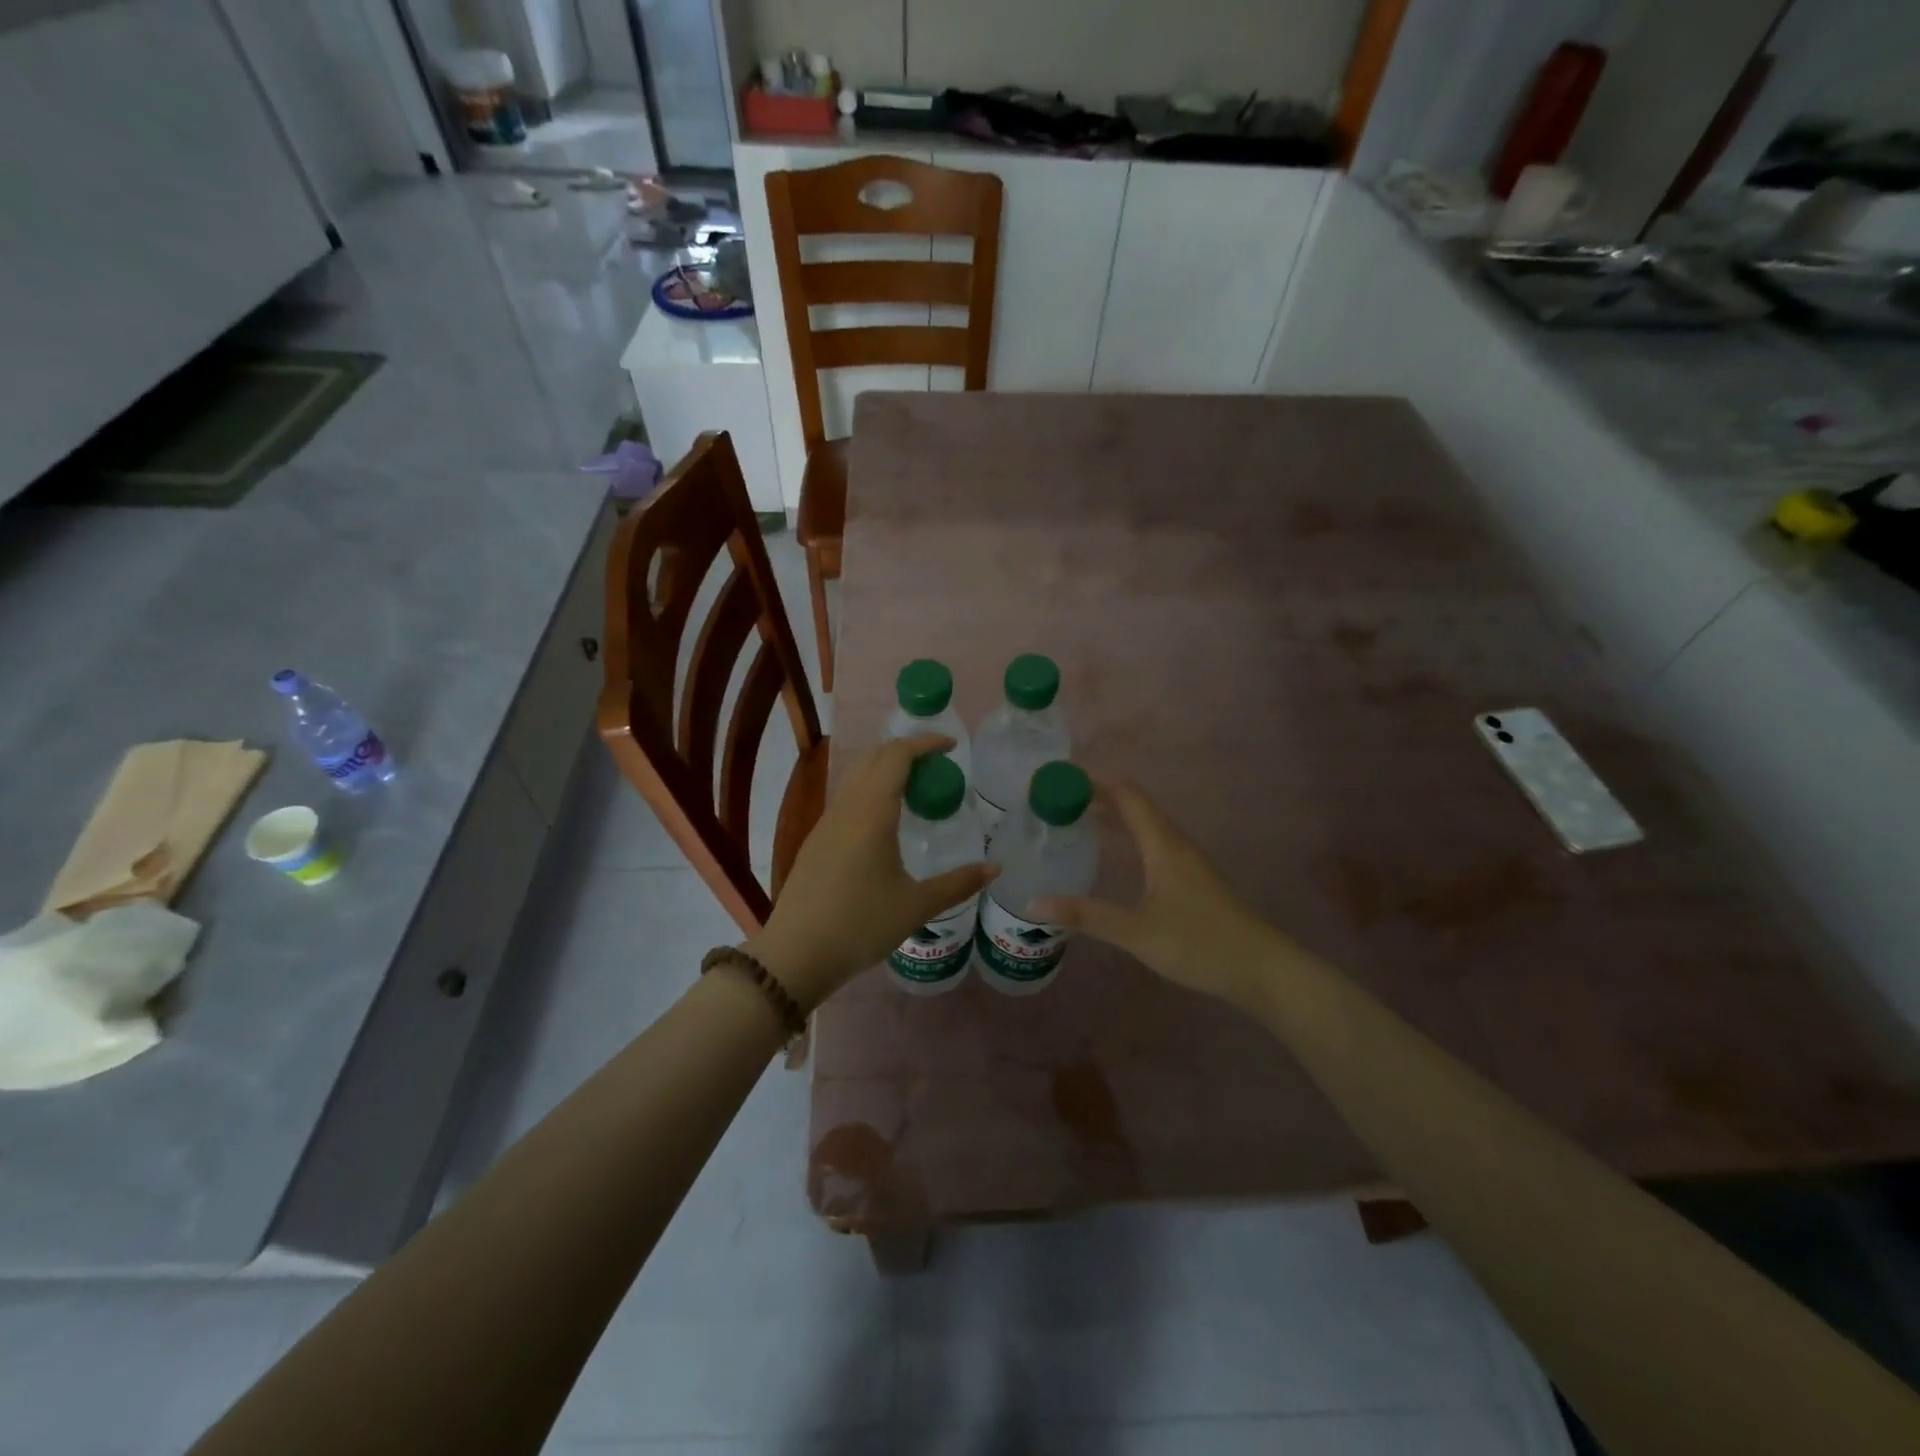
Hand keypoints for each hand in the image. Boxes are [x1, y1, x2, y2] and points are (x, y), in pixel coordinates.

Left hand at [745, 735, 995, 1007]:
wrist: (795, 954)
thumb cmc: (861, 925)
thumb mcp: (916, 906)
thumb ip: (958, 884)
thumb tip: (995, 868)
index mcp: (872, 812)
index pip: (897, 755)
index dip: (925, 743)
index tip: (952, 746)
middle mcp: (846, 807)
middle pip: (874, 758)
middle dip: (906, 751)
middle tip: (938, 766)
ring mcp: (826, 823)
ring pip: (856, 777)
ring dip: (886, 771)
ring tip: (916, 791)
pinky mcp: (815, 841)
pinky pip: (847, 799)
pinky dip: (871, 792)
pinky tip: (886, 823)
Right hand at [1035, 783, 1288, 1012]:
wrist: (1260, 968)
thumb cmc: (1200, 943)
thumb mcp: (1137, 932)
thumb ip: (1087, 916)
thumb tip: (1033, 904)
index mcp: (1163, 844)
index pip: (1127, 795)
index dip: (1094, 781)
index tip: (1058, 781)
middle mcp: (1175, 843)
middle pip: (1134, 805)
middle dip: (1097, 797)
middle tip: (1056, 802)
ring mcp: (1185, 861)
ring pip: (1144, 824)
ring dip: (1112, 816)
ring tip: (1074, 821)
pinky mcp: (1190, 878)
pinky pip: (1151, 842)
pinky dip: (1125, 837)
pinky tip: (1111, 856)